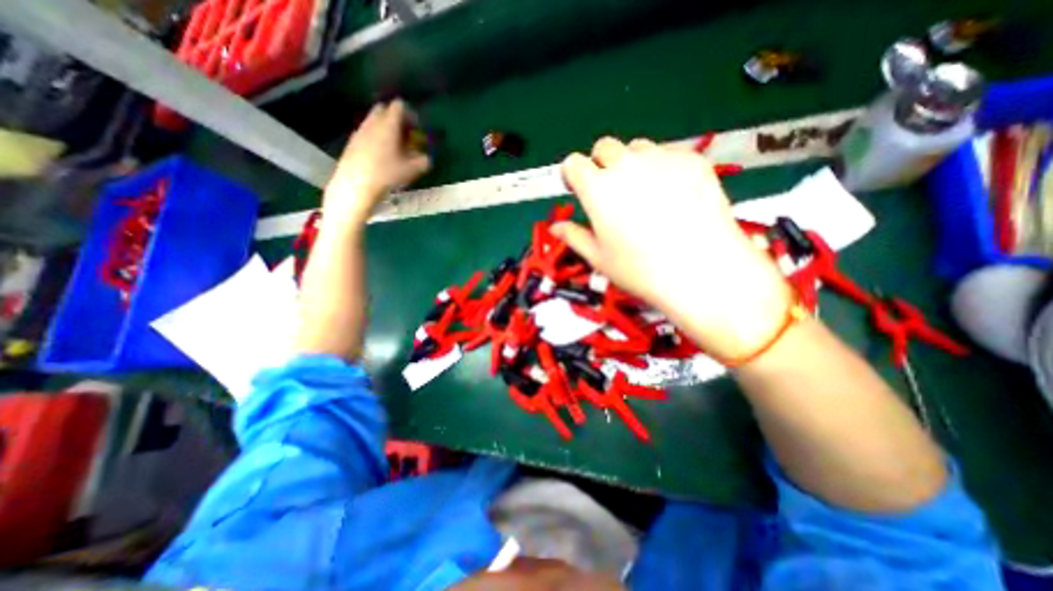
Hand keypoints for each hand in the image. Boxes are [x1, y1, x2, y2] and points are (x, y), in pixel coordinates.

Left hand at [325, 99, 430, 224]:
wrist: (356, 184)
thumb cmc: (386, 174)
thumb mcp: (411, 170)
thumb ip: (422, 161)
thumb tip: (427, 158)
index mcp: (388, 125)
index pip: (399, 106)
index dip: (410, 114)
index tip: (416, 128)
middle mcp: (373, 122)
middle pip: (383, 109)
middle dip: (395, 118)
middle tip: (405, 135)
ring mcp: (360, 131)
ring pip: (373, 120)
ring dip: (384, 128)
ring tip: (394, 146)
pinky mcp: (352, 141)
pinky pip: (366, 132)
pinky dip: (375, 137)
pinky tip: (380, 155)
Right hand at [554, 139, 793, 358]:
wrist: (703, 271)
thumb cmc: (641, 270)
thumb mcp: (599, 258)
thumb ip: (574, 236)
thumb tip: (556, 227)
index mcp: (598, 188)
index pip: (573, 163)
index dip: (573, 175)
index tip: (579, 189)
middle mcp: (626, 165)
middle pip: (604, 147)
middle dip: (601, 165)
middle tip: (612, 193)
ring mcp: (662, 158)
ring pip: (636, 148)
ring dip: (631, 164)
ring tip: (644, 194)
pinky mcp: (692, 159)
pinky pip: (668, 154)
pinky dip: (662, 168)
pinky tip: (673, 196)